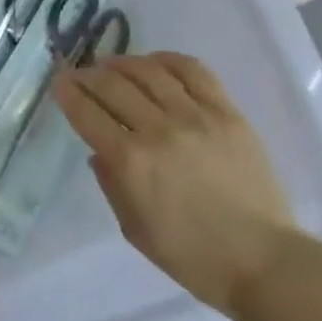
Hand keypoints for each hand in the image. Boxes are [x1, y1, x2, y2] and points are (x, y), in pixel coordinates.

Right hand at [52, 52, 296, 318]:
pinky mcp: (227, 113)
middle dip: (87, 75)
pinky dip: (167, 60)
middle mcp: (158, 130)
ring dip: (122, 62)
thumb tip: (100, 151)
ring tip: (112, 64)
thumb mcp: (134, 229)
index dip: (68, 93)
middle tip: (79, 74)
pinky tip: (155, 63)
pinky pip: (193, 72)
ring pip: (149, 71)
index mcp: (131, 162)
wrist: (263, 260)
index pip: (87, 113)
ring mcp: (196, 117)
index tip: (59, 83)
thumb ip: (111, 184)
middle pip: (113, 85)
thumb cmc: (192, 256)